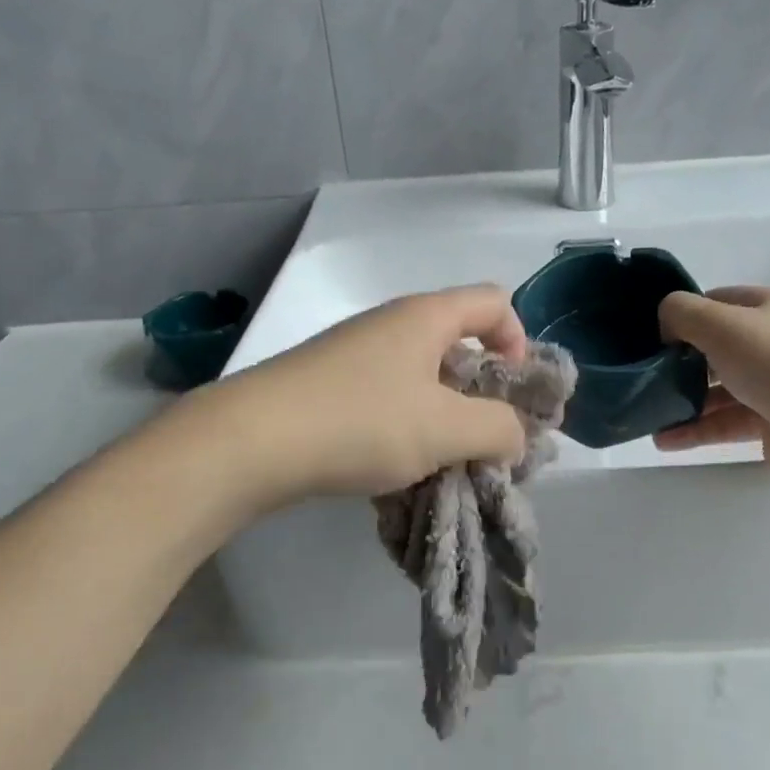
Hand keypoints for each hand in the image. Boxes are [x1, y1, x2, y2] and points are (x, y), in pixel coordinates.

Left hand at [207, 285, 530, 503]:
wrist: (251, 441)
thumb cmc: (361, 422)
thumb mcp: (446, 429)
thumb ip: (498, 429)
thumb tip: (514, 435)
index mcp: (425, 317)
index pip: (494, 303)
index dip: (519, 340)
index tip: (513, 391)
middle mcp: (391, 324)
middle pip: (458, 341)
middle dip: (482, 390)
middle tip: (485, 438)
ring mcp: (354, 353)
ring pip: (421, 375)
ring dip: (443, 415)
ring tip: (442, 462)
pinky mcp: (328, 384)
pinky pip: (386, 396)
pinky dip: (406, 425)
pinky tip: (395, 467)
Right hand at [653, 287, 769, 483]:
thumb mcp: (719, 323)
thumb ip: (681, 313)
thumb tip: (666, 328)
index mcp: (764, 309)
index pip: (714, 303)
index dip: (682, 315)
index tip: (652, 336)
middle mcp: (768, 343)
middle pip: (712, 348)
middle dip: (677, 362)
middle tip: (645, 377)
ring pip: (716, 390)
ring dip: (682, 401)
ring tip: (648, 414)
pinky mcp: (769, 423)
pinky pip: (724, 423)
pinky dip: (695, 430)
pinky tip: (663, 441)